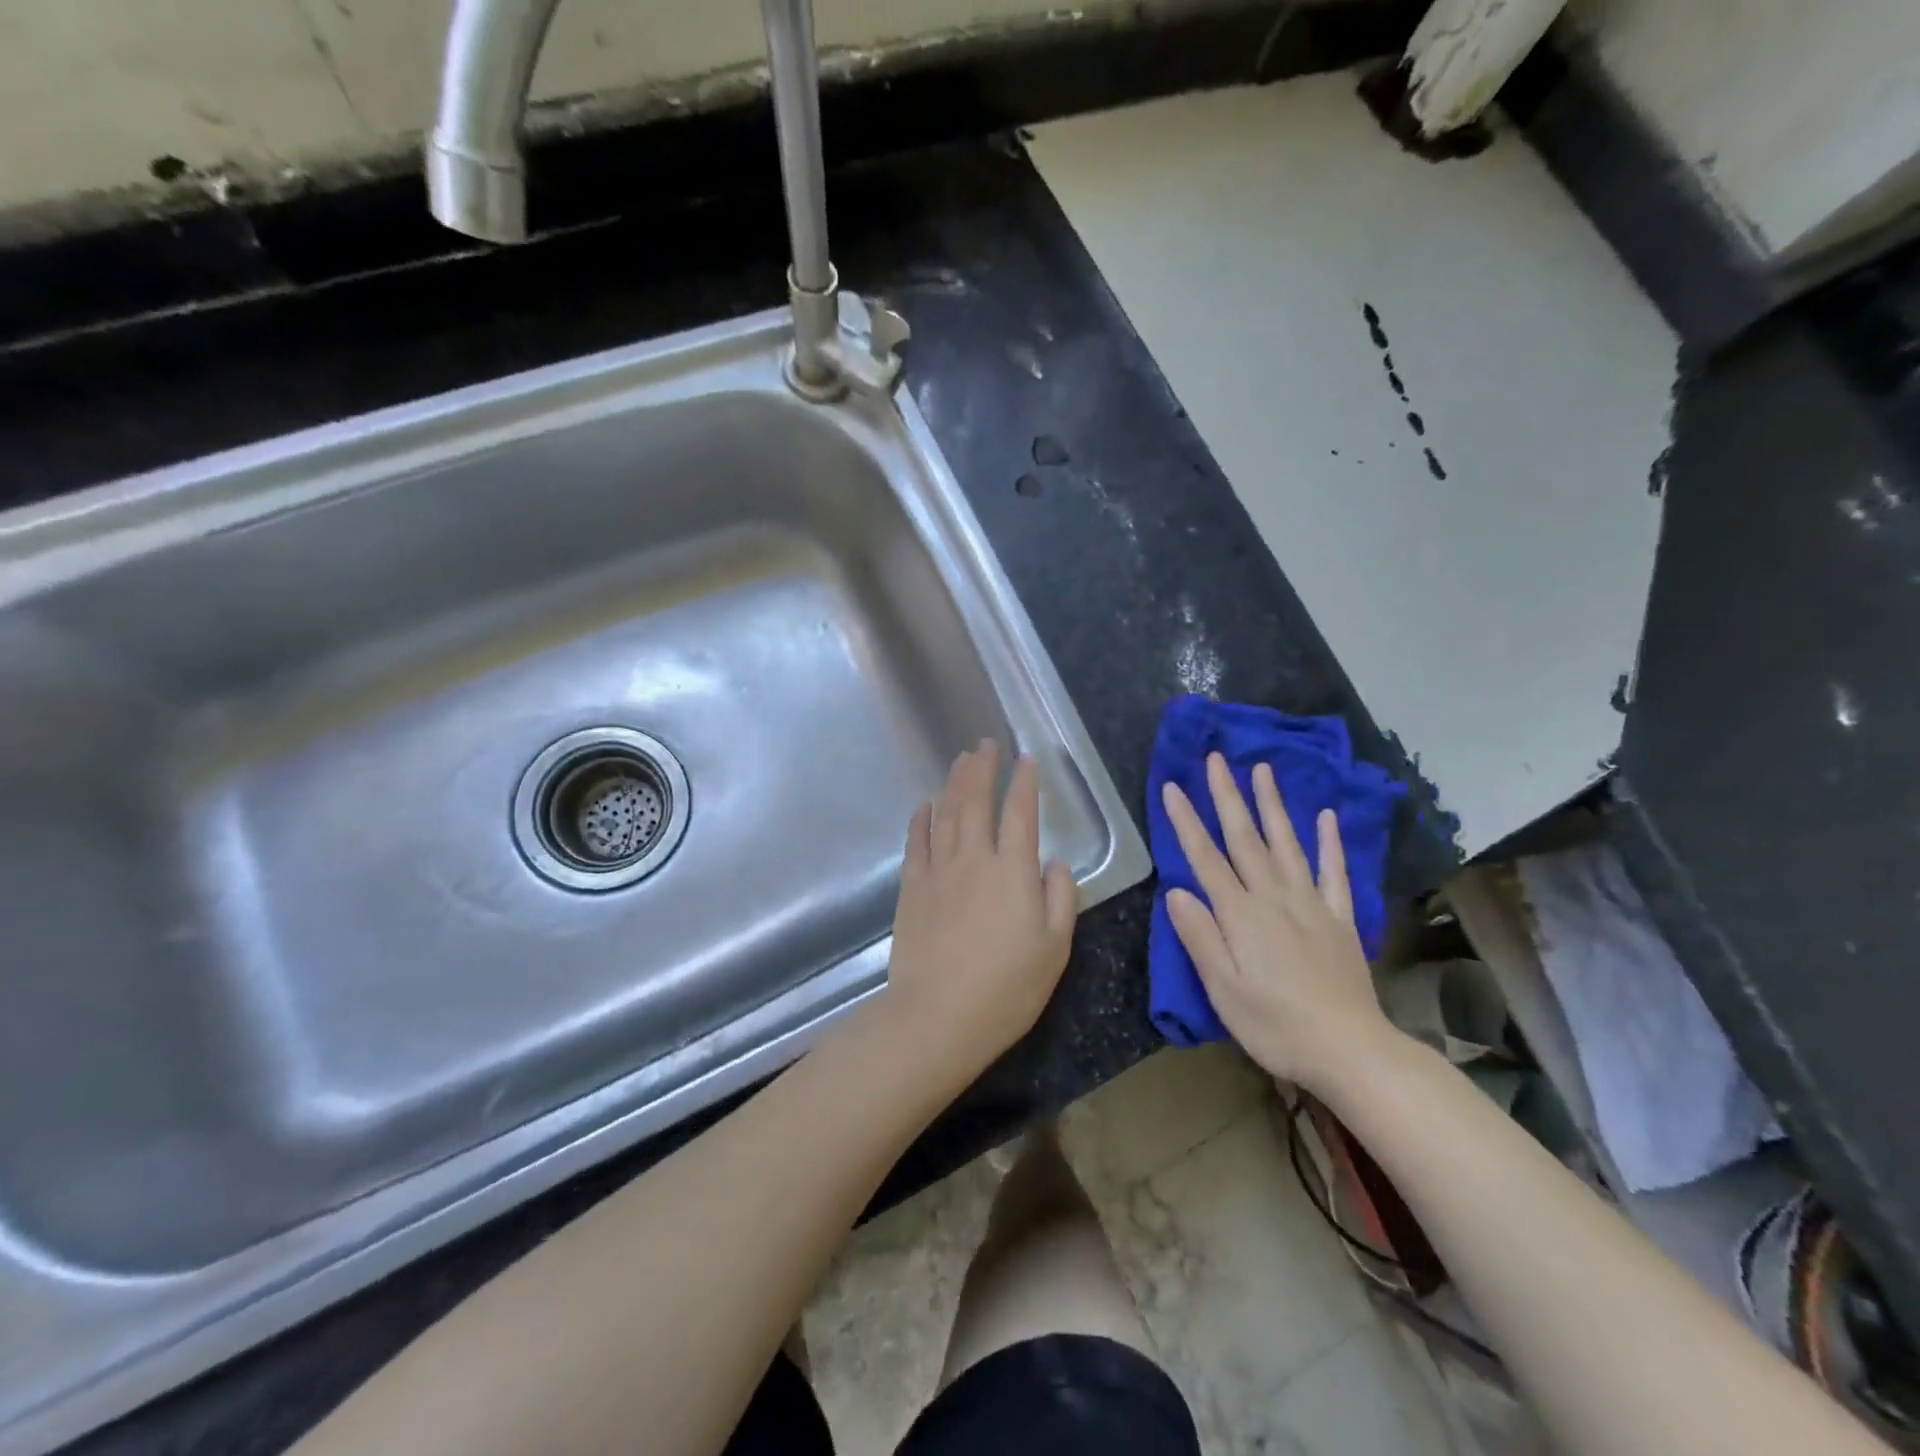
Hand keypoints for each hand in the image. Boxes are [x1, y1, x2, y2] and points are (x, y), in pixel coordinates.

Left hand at [883, 741, 1076, 1086]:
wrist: (938, 1017)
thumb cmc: (1007, 988)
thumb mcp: (1055, 949)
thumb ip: (1060, 897)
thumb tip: (1054, 861)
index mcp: (1014, 871)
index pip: (1021, 813)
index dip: (1025, 782)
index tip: (1027, 759)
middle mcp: (974, 858)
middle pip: (976, 800)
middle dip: (983, 768)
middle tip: (986, 743)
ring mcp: (938, 870)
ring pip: (946, 813)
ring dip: (954, 782)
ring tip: (961, 760)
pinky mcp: (911, 887)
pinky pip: (917, 841)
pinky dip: (921, 818)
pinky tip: (925, 804)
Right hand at [1161, 753, 1402, 1092]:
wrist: (1349, 1050)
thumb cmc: (1275, 1026)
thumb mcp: (1223, 990)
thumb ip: (1200, 937)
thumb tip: (1177, 891)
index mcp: (1241, 915)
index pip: (1206, 859)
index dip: (1187, 822)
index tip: (1172, 787)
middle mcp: (1274, 898)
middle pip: (1246, 838)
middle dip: (1227, 796)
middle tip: (1216, 759)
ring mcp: (1311, 904)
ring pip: (1286, 844)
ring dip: (1272, 805)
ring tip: (1262, 769)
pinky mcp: (1339, 919)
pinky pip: (1334, 872)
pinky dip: (1330, 842)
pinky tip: (1325, 817)